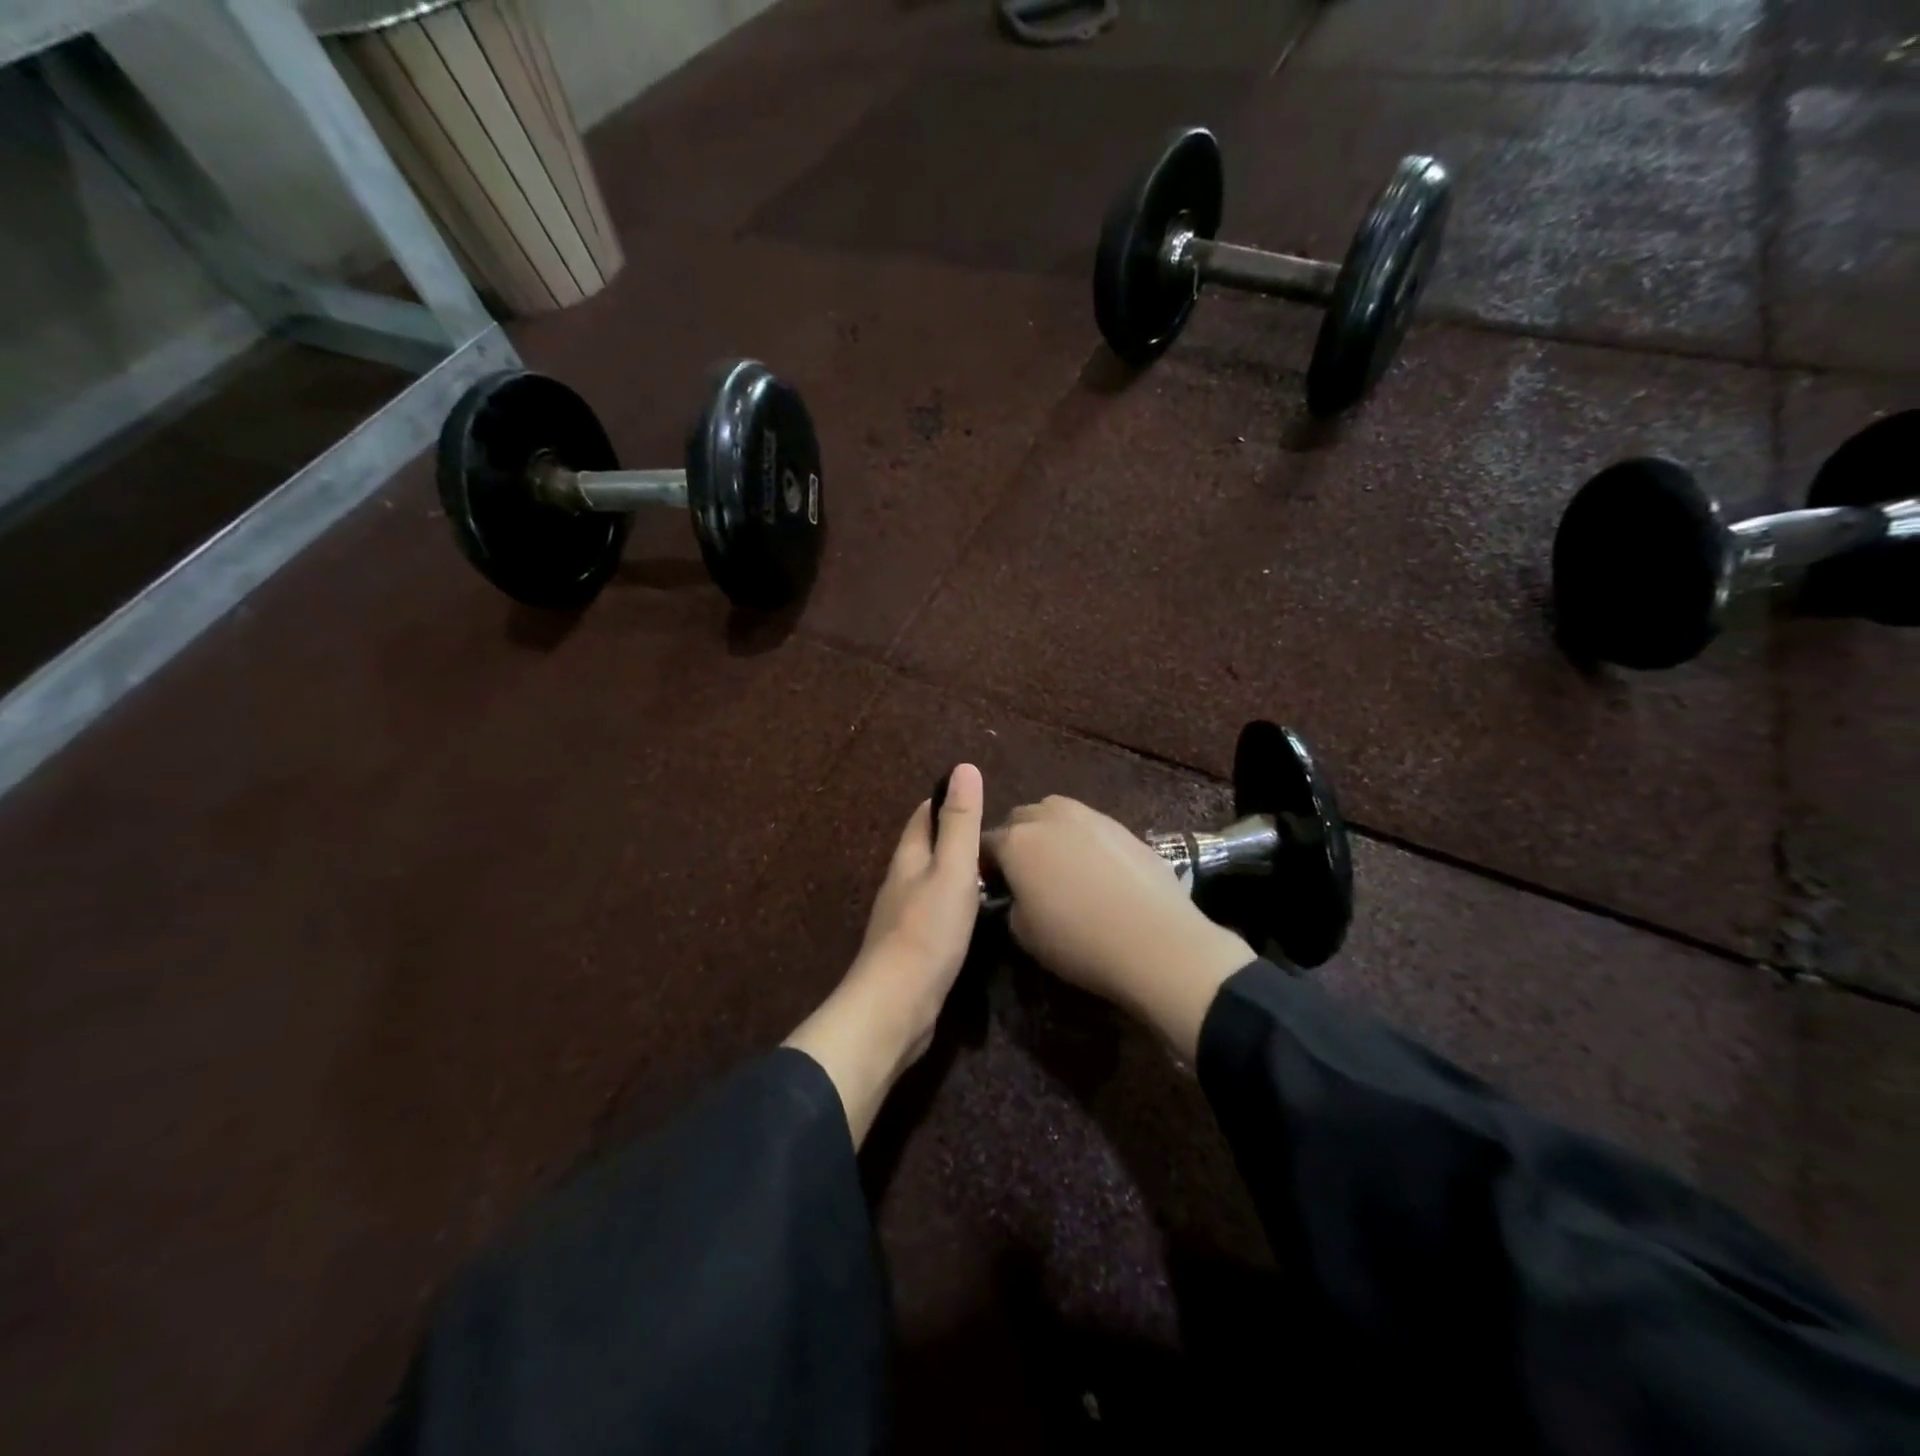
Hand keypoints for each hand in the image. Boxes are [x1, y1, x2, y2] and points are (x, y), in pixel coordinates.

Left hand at [784, 765, 983, 1144]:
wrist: (896, 1006)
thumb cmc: (927, 932)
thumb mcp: (952, 871)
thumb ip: (960, 823)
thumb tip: (963, 767)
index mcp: (908, 859)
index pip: (922, 817)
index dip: (944, 801)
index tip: (974, 794)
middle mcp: (900, 884)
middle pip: (924, 848)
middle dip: (951, 835)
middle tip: (992, 832)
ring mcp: (903, 918)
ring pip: (930, 882)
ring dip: (954, 871)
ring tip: (991, 868)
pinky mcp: (912, 949)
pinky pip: (935, 913)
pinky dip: (954, 903)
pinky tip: (973, 915)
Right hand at [983, 796, 1254, 1060]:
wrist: (1157, 941)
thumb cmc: (1079, 942)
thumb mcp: (1025, 934)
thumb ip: (1012, 902)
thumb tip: (1019, 894)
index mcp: (1016, 842)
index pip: (985, 843)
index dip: (986, 865)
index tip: (993, 886)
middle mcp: (1048, 817)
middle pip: (1020, 819)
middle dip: (1016, 840)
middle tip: (1025, 874)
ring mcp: (1089, 816)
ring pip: (1054, 813)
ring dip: (1048, 832)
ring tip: (1061, 865)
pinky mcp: (1122, 824)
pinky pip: (1088, 825)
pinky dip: (1082, 839)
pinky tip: (1096, 870)